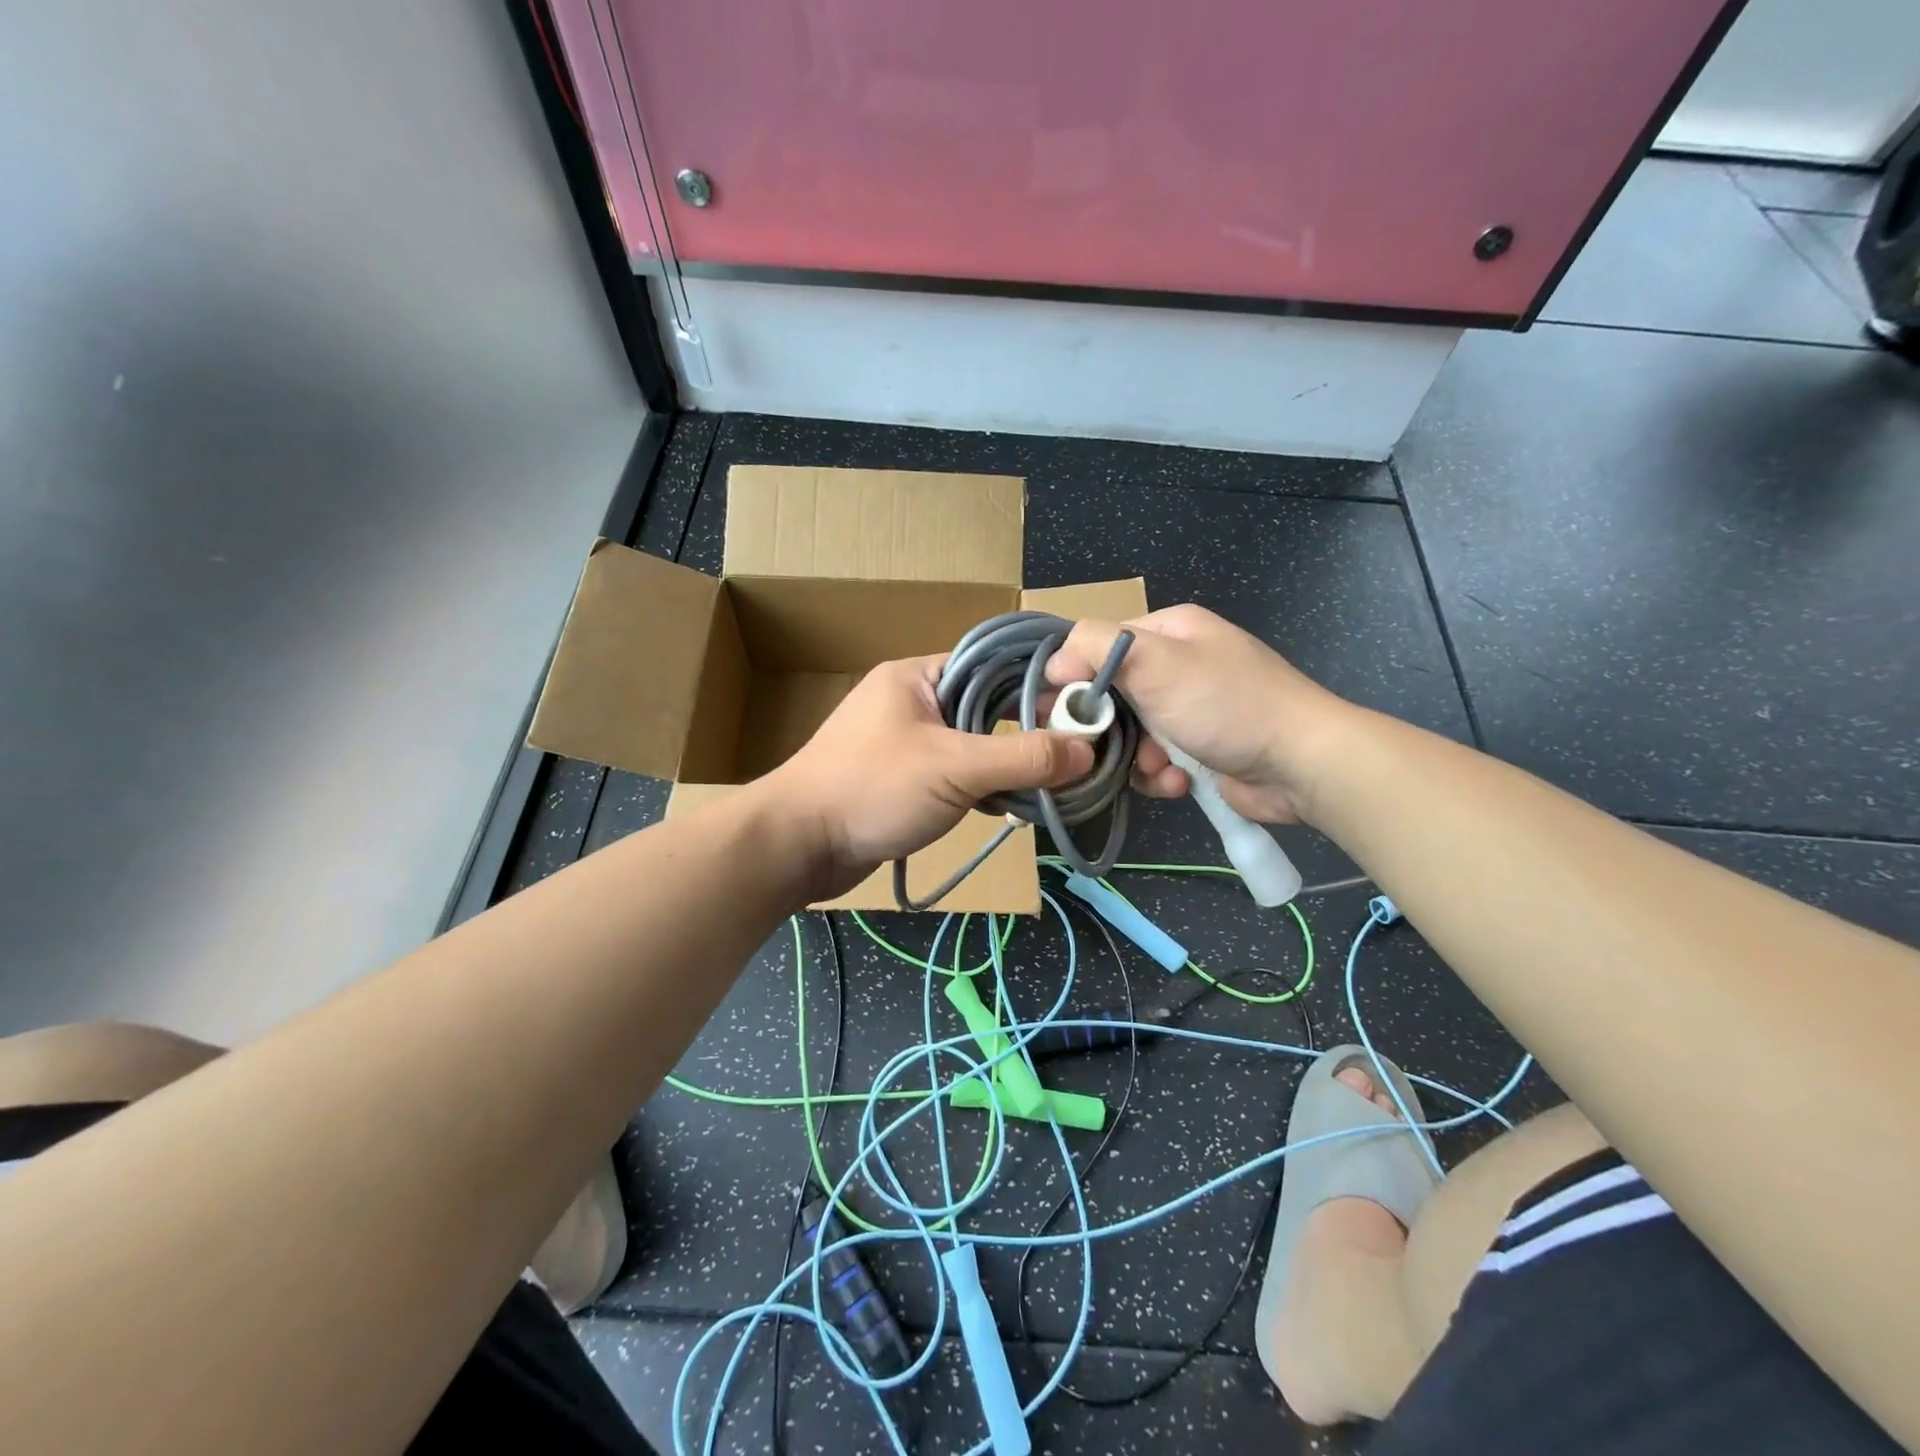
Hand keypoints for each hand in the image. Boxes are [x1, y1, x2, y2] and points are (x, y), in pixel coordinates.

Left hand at [763, 655, 1094, 897]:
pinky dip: (981, 787)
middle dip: (1027, 731)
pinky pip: (954, 773)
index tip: (1083, 711)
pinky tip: (1007, 807)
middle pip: (986, 706)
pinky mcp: (902, 779)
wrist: (798, 845)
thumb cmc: (872, 789)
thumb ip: (1022, 758)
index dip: (1039, 685)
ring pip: (972, 744)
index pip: (993, 665)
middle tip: (1075, 753)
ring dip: (1006, 765)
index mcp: (918, 676)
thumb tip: (1087, 749)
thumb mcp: (954, 768)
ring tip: (1051, 783)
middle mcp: (912, 701)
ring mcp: (904, 742)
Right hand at [1044, 604, 1352, 823]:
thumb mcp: (1156, 662)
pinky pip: (1154, 760)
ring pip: (1129, 733)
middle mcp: (1177, 665)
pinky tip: (1178, 782)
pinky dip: (1159, 774)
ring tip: (1157, 766)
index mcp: (1169, 630)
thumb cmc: (1225, 704)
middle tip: (1093, 747)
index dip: (1075, 676)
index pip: (1100, 645)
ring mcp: (1189, 709)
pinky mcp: (1197, 749)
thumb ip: (1096, 647)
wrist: (1301, 763)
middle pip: (1111, 693)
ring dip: (1135, 756)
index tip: (1058, 709)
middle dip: (1106, 725)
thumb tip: (1054, 662)